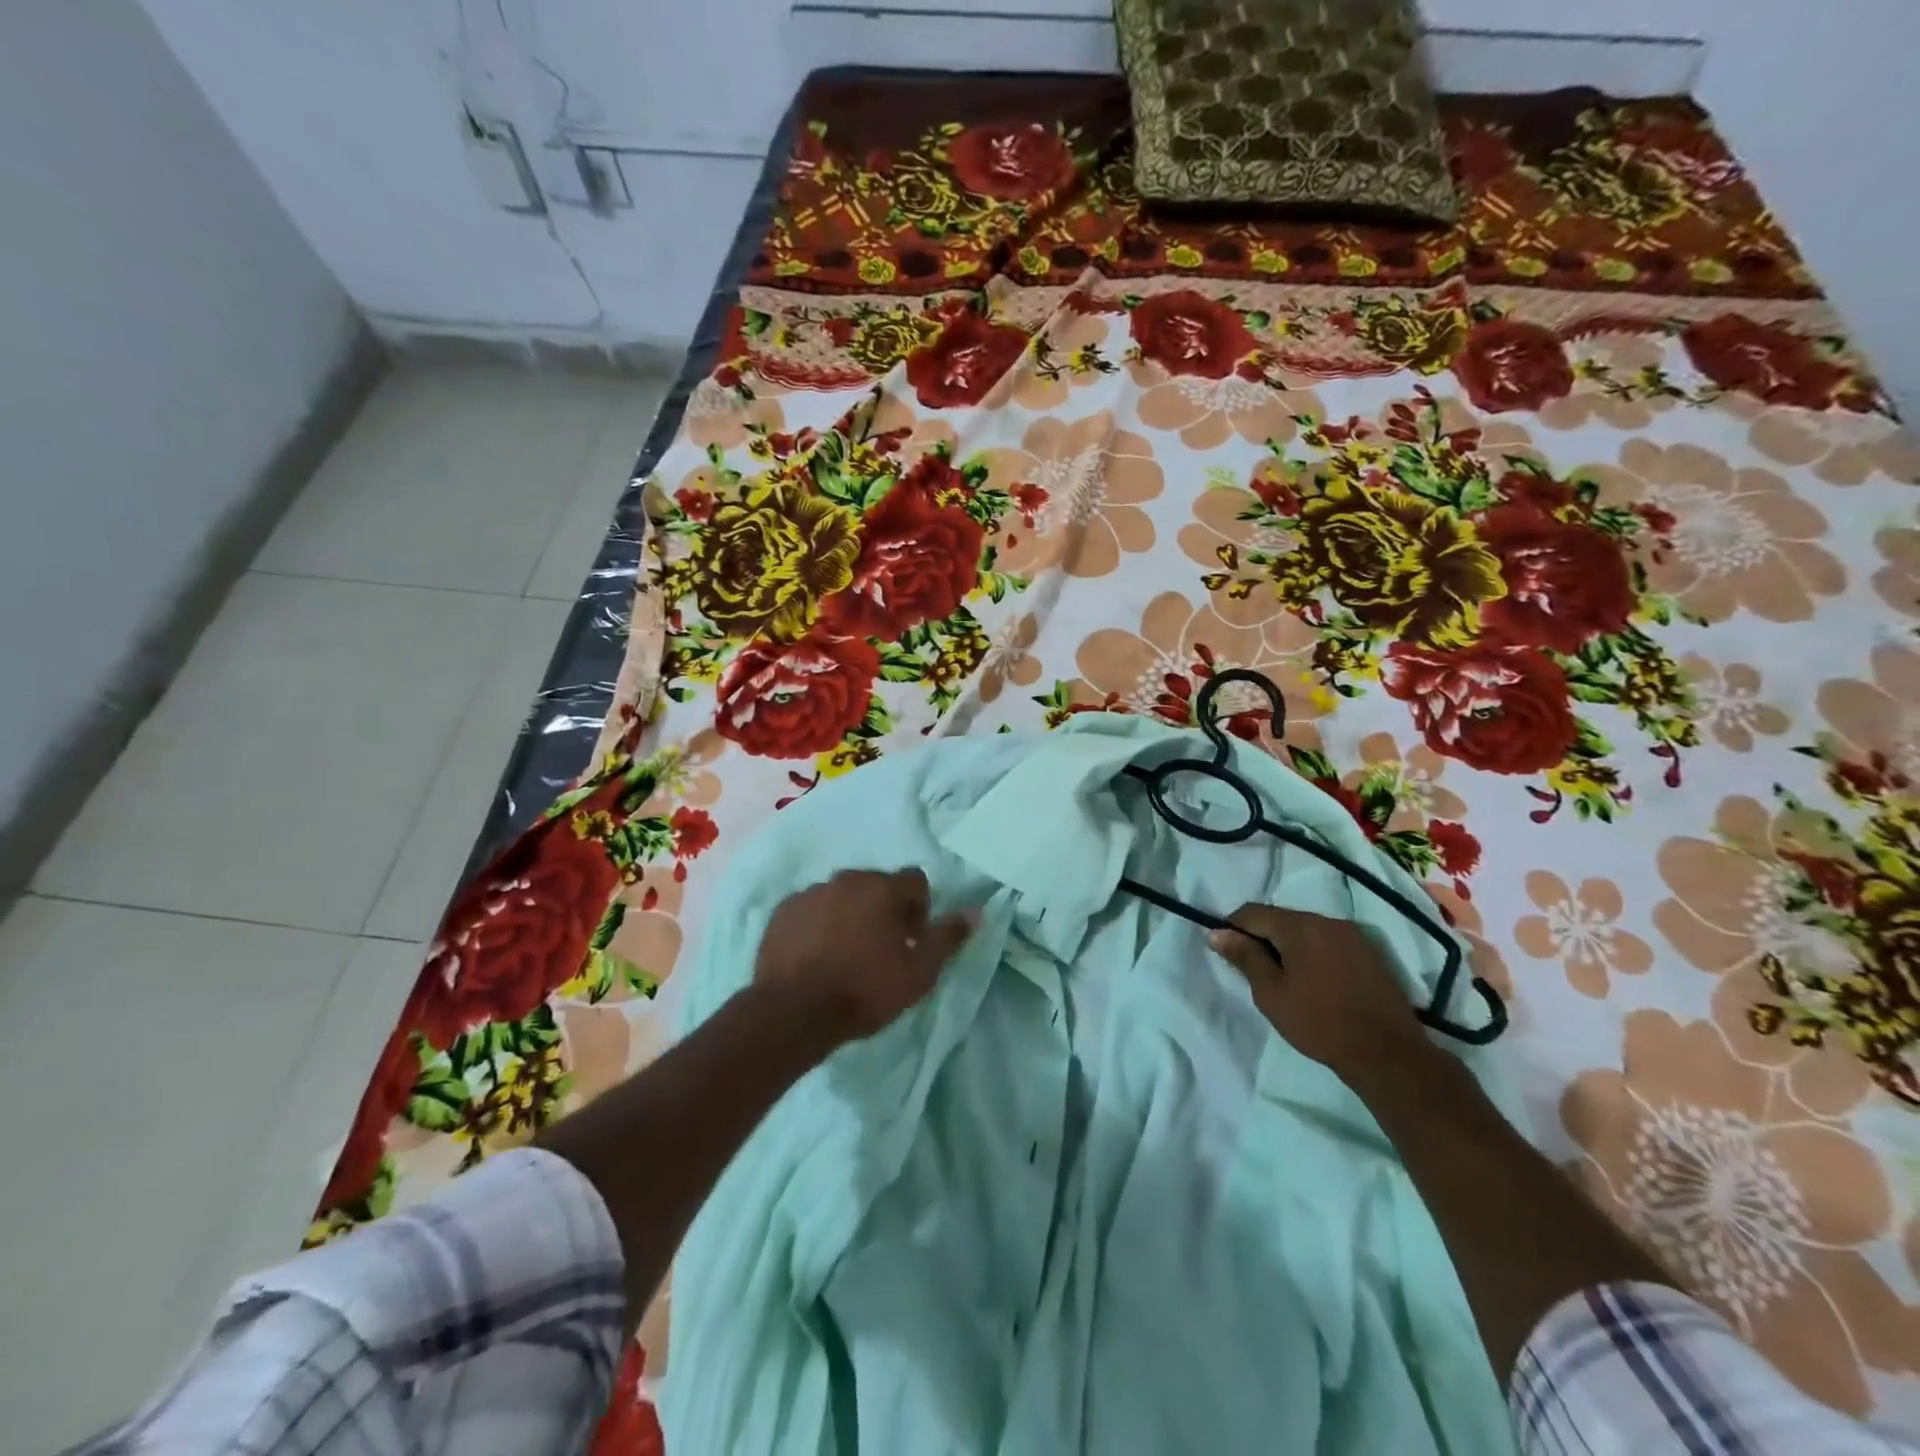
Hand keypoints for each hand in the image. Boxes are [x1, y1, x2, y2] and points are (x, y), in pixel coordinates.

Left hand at [753, 868, 972, 1044]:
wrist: (794, 1012)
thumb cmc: (865, 991)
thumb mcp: (920, 973)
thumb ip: (948, 937)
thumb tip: (975, 912)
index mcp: (884, 889)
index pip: (915, 880)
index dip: (919, 908)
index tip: (911, 939)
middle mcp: (848, 879)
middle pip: (877, 885)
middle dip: (883, 908)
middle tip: (880, 948)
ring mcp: (811, 892)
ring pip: (842, 895)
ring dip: (850, 914)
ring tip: (845, 953)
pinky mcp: (783, 910)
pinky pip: (811, 908)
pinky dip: (818, 923)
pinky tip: (816, 954)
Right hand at [1208, 905, 1429, 1074]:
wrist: (1387, 1054)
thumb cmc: (1319, 1023)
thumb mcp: (1271, 993)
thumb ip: (1244, 957)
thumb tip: (1216, 932)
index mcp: (1299, 926)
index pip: (1252, 912)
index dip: (1233, 928)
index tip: (1228, 953)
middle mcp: (1326, 920)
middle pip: (1280, 918)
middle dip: (1263, 937)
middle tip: (1255, 971)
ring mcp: (1352, 935)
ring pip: (1306, 929)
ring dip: (1289, 945)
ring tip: (1286, 978)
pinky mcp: (1369, 952)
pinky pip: (1329, 941)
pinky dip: (1313, 953)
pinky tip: (1315, 981)